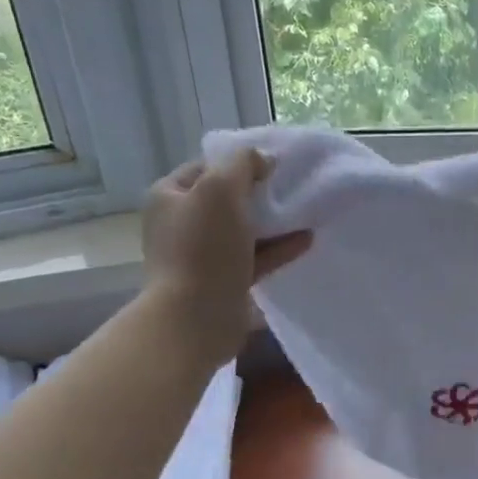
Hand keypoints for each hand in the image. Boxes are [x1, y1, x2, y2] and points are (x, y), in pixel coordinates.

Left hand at [140, 150, 311, 363]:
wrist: (195, 318)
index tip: (273, 165)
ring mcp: (202, 255)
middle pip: (227, 199)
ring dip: (274, 222)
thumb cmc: (203, 248)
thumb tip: (262, 160)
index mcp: (170, 197)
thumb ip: (242, 164)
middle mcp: (182, 224)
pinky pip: (255, 258)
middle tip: (292, 187)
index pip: (207, 167)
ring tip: (306, 213)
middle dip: (260, 193)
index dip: (239, 162)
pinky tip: (307, 241)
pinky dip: (279, 249)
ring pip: (243, 230)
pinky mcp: (224, 281)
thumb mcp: (220, 189)